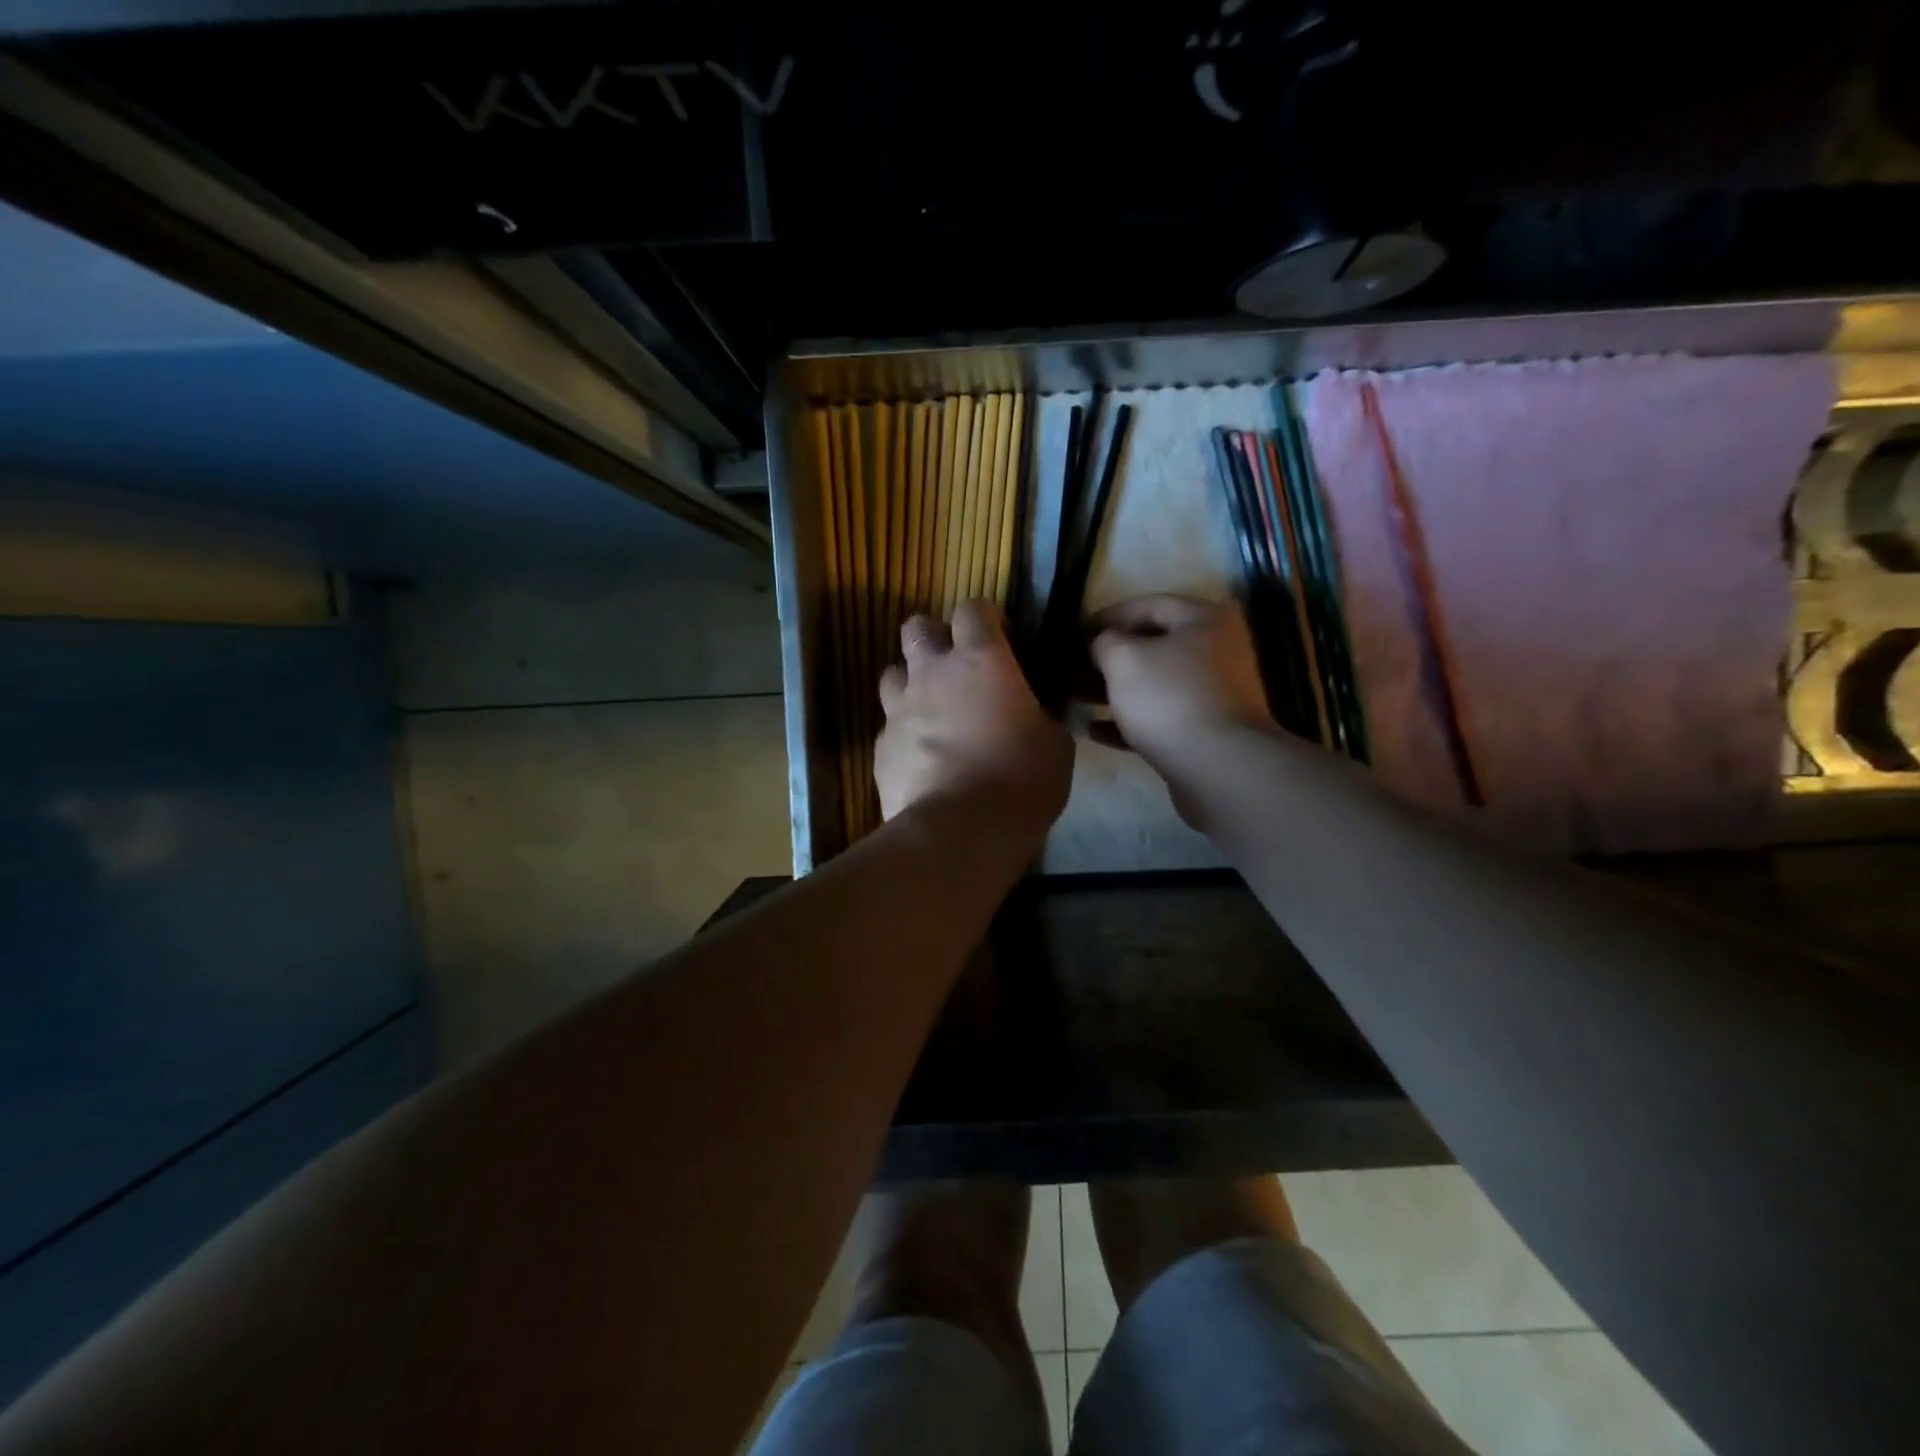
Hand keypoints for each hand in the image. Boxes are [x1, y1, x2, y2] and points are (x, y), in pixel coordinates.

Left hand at [875, 600, 1072, 836]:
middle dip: (934, 636)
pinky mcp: (880, 747)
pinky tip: (921, 756)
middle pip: (917, 628)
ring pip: (892, 672)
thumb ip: (1039, 715)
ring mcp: (899, 710)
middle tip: (956, 664)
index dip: (986, 616)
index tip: (1001, 635)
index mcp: (981, 661)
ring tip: (931, 707)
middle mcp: (932, 674)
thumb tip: (1033, 714)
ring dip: (911, 681)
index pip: (973, 609)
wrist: (960, 832)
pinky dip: (904, 732)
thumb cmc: (1021, 780)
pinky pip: (888, 726)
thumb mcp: (1054, 744)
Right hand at [1087, 595, 1273, 779]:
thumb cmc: (1169, 697)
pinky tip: (1093, 730)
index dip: (1107, 616)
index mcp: (1204, 620)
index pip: (1148, 605)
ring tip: (1075, 699)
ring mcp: (1213, 693)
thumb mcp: (1124, 658)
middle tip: (1072, 669)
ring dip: (1113, 691)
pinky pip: (1159, 717)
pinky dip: (1128, 720)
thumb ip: (1104, 641)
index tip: (1074, 634)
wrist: (1218, 766)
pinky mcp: (1205, 731)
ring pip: (1153, 684)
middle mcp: (1215, 650)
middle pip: (1152, 647)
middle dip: (1107, 659)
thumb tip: (1101, 643)